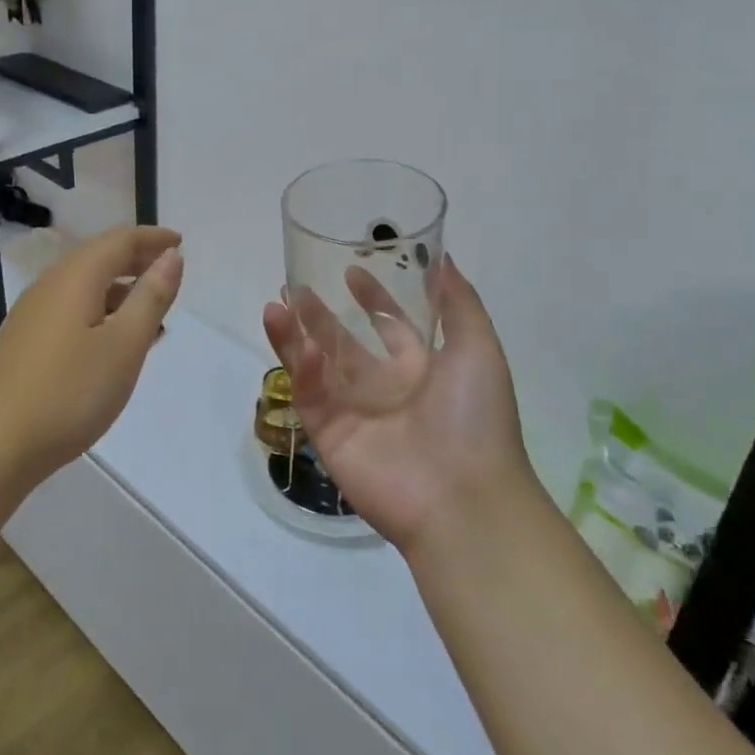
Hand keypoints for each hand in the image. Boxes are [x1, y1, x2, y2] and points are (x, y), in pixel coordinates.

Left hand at [0, 225, 183, 485]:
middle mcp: (49, 285)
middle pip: (98, 257)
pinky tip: (112, 341)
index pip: (119, 240)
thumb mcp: (124, 345)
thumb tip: (171, 256)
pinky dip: (100, 310)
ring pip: (83, 285)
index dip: (152, 238)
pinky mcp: (24, 341)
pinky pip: (71, 308)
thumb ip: (151, 297)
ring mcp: (32, 313)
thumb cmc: (70, 392)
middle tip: (169, 271)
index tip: (181, 242)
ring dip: (119, 287)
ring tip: (150, 310)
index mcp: (75, 278)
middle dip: (136, 258)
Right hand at [262, 256, 531, 552]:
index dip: (372, 298)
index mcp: (420, 368)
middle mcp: (384, 387)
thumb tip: (443, 257)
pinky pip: (311, 396)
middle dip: (319, 315)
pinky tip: (303, 348)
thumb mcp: (479, 348)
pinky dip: (304, 371)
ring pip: (316, 366)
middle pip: (343, 343)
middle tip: (292, 287)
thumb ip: (459, 302)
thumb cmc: (476, 418)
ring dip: (295, 336)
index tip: (351, 270)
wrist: (464, 498)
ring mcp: (354, 412)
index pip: (389, 326)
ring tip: (275, 306)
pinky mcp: (330, 436)